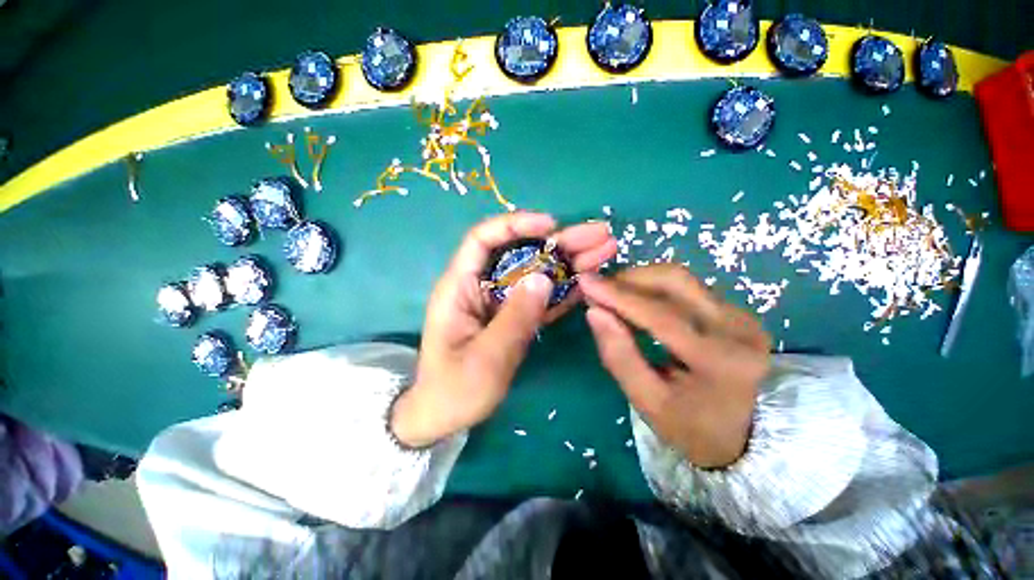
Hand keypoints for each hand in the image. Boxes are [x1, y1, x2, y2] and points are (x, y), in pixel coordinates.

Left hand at [391, 212, 617, 446]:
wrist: (444, 417)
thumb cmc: (454, 390)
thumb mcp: (485, 358)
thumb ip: (515, 318)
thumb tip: (544, 278)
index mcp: (460, 288)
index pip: (483, 240)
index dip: (515, 225)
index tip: (552, 225)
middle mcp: (481, 287)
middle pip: (520, 254)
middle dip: (559, 242)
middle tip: (600, 235)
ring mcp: (500, 302)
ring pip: (536, 273)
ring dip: (569, 262)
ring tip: (605, 251)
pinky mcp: (514, 317)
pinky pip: (540, 298)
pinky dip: (564, 289)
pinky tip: (589, 281)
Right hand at [580, 264, 770, 468]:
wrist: (748, 434)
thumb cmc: (693, 426)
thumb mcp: (649, 402)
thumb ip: (619, 356)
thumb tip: (594, 312)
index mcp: (719, 361)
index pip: (660, 315)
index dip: (618, 295)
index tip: (585, 281)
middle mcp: (739, 328)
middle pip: (674, 281)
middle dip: (629, 278)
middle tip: (599, 290)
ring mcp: (741, 315)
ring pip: (681, 278)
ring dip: (640, 280)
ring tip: (614, 295)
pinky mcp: (737, 310)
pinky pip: (688, 286)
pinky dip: (655, 287)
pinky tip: (637, 300)